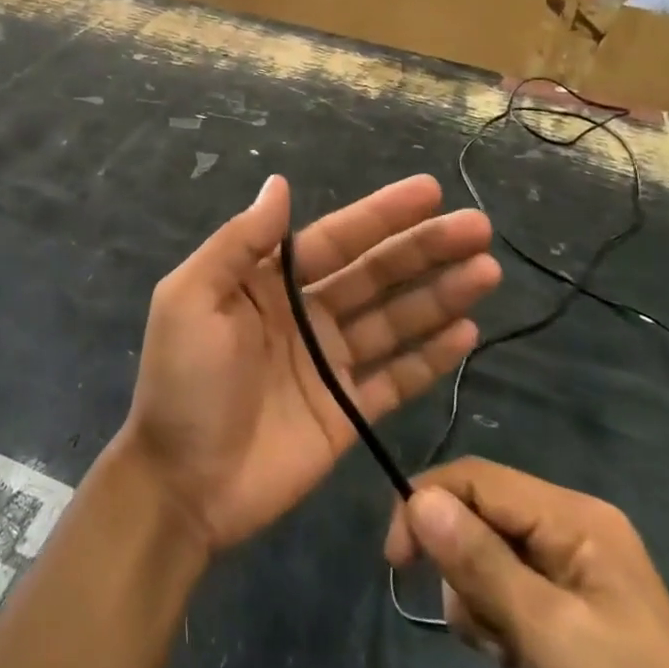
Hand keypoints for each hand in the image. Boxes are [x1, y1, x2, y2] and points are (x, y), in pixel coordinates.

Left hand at [113, 175, 495, 553]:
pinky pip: (397, 377)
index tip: (430, 191)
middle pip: (375, 274)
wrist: (182, 483)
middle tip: (478, 228)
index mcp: (267, 282)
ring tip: (486, 271)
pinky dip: (431, 356)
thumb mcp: (192, 298)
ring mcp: (329, 363)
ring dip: (440, 295)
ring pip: (395, 320)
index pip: (335, 239)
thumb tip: (279, 184)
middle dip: (424, 248)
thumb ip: (239, 242)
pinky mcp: (348, 412)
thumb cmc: (183, 382)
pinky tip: (467, 332)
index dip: (381, 215)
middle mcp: (305, 314)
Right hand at [385, 460, 668, 667]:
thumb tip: (416, 497)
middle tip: (477, 625)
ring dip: (476, 598)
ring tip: (502, 651)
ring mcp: (576, 573)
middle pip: (481, 514)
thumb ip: (479, 560)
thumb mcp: (546, 635)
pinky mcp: (570, 613)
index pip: (479, 479)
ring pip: (487, 554)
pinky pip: (507, 590)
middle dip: (461, 564)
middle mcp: (576, 530)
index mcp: (578, 519)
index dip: (428, 503)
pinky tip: (511, 658)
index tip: (395, 560)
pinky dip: (494, 619)